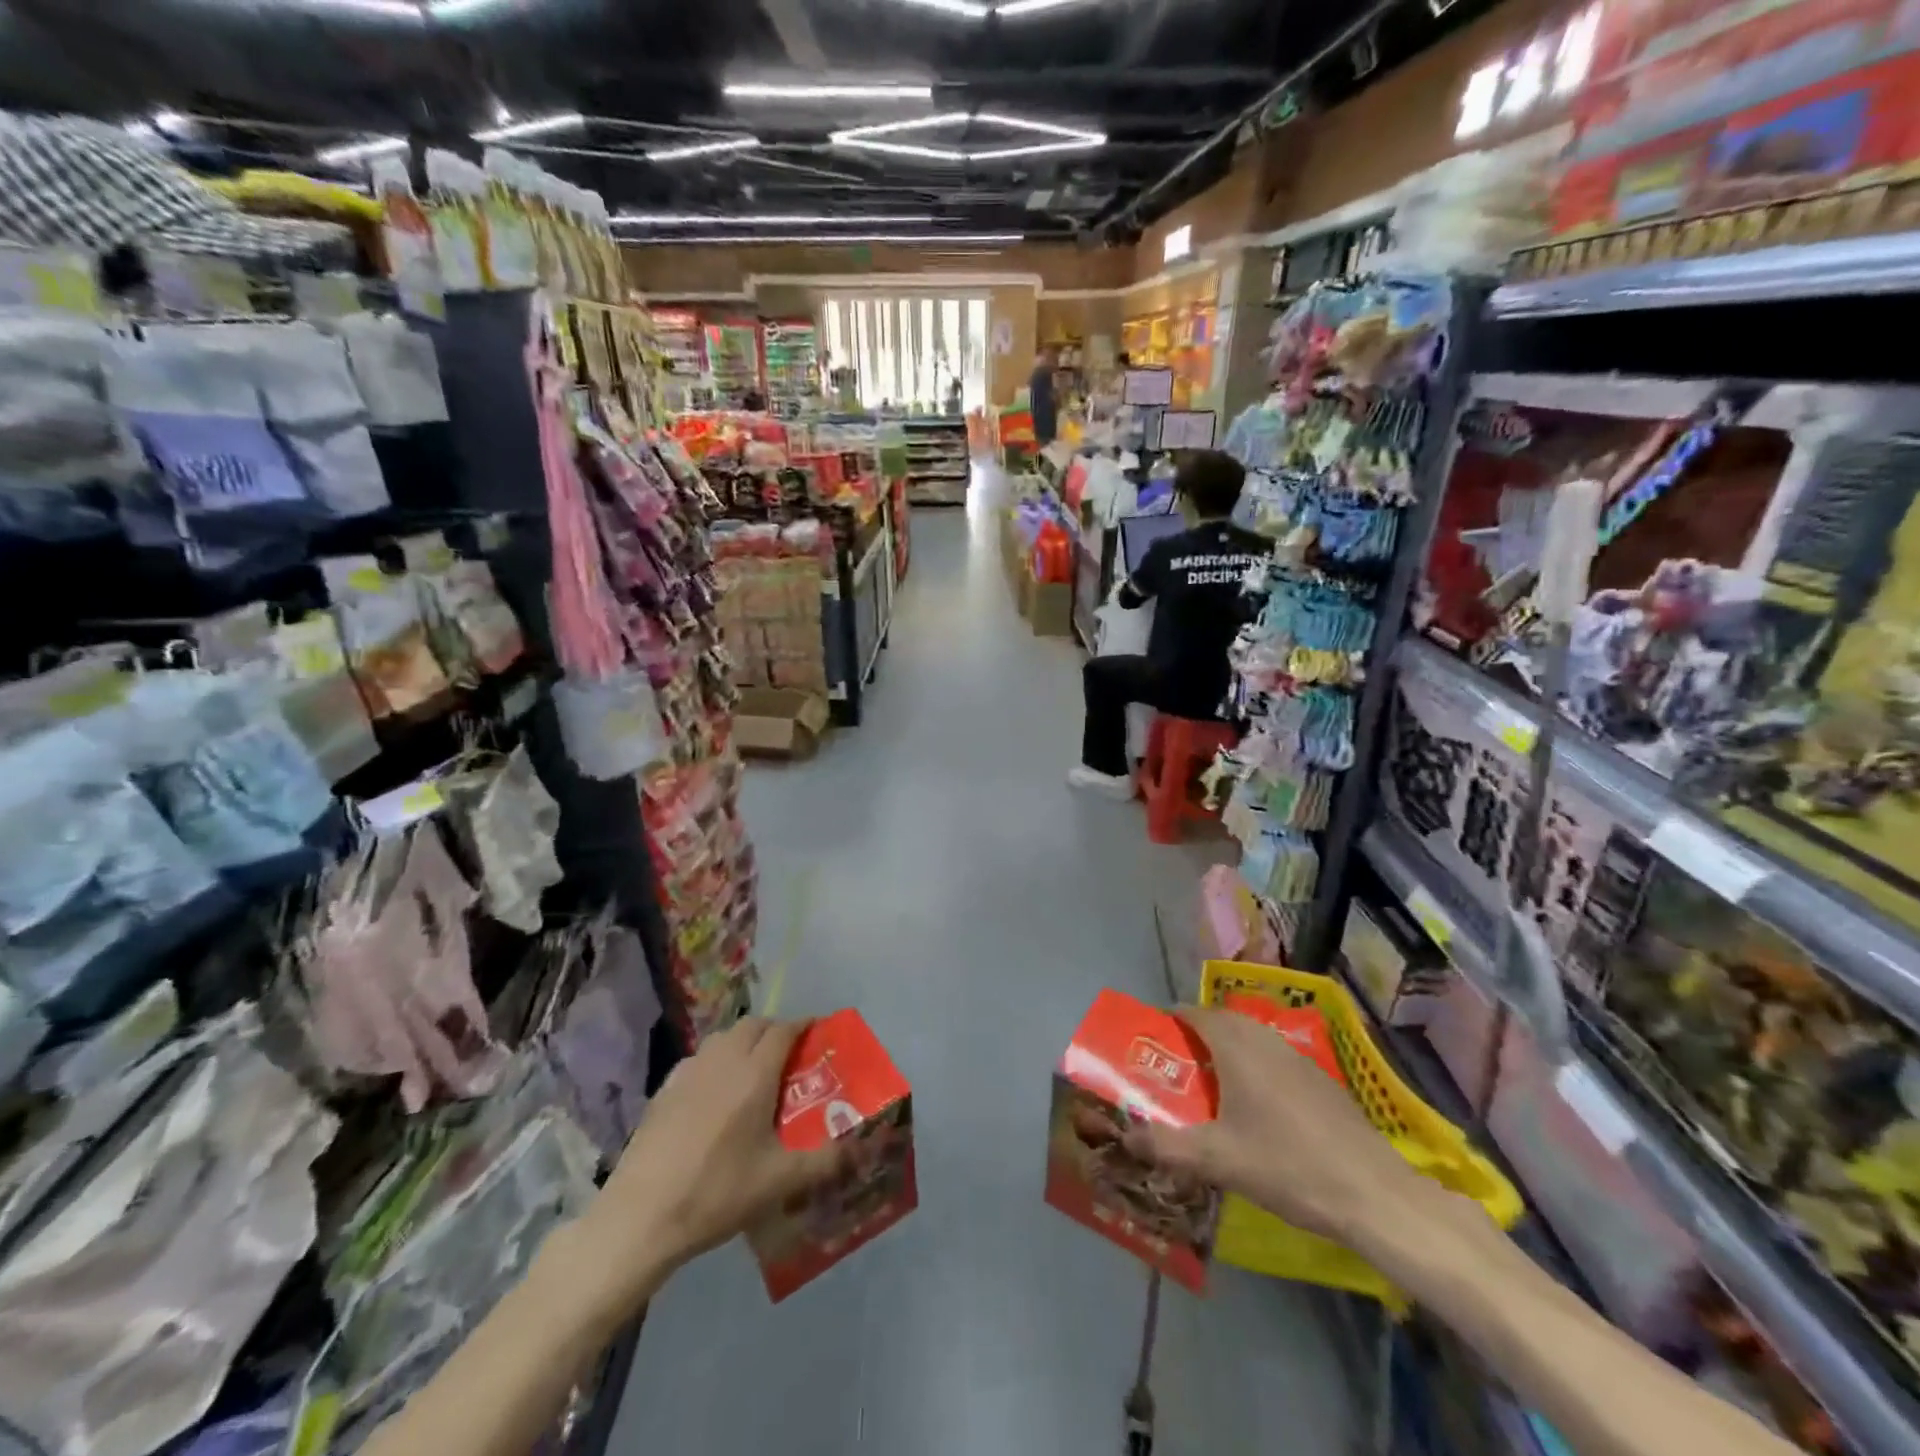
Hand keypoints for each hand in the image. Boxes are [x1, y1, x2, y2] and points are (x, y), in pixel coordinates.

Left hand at [575, 1017, 847, 1304]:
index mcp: (755, 1073)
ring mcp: (689, 1071)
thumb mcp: (780, 1181)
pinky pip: (699, 1058)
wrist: (641, 1216)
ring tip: (753, 1069)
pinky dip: (715, 1061)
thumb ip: (825, 1161)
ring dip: (743, 1041)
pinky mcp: (664, 1089)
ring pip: (723, 1038)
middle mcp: (723, 1060)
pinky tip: (714, 1093)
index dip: (803, 1025)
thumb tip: (861, 1149)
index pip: (784, 1029)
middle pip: (753, 1025)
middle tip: (789, 1054)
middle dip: (774, 1030)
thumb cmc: (717, 1192)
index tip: (817, 1032)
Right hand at [1123, 1006, 1431, 1244]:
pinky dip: (1255, 1068)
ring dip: (1227, 1051)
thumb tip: (1126, 1136)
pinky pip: (1274, 1058)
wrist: (1372, 1194)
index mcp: (1237, 1046)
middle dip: (1196, 1036)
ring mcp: (1298, 1057)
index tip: (1152, 1040)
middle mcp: (1265, 1039)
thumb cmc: (1287, 1166)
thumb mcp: (1217, 1160)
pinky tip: (1256, 1108)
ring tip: (1210, 1086)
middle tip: (1176, 1066)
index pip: (1194, 1013)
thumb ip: (1166, 1145)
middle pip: (1222, 1021)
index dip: (1170, 1021)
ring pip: (1251, 1039)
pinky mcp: (1321, 1080)